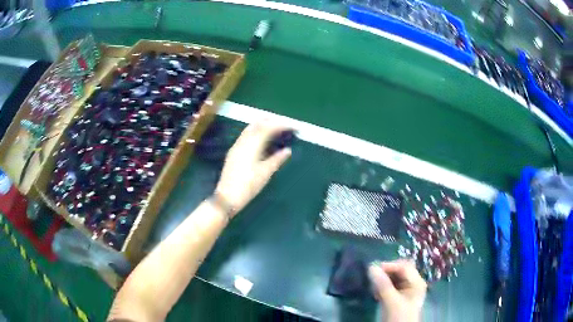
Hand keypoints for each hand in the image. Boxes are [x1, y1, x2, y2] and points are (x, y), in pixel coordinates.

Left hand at [215, 122, 291, 216]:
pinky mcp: (233, 152)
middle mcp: (243, 141)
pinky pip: (246, 135)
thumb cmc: (248, 185)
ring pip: (250, 128)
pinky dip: (256, 132)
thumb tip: (288, 150)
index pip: (269, 128)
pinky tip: (261, 139)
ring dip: (263, 125)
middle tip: (285, 124)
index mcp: (252, 145)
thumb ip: (277, 159)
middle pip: (258, 123)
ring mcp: (236, 145)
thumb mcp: (265, 173)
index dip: (282, 125)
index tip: (294, 127)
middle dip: (272, 121)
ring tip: (275, 128)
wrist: (227, 196)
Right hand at [368, 260, 426, 321]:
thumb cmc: (399, 317)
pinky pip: (391, 286)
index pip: (404, 267)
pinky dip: (382, 287)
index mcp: (417, 282)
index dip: (389, 266)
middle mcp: (413, 283)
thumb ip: (382, 285)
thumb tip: (370, 267)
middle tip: (372, 277)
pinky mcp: (399, 297)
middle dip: (386, 272)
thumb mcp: (391, 302)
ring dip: (383, 280)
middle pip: (400, 271)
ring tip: (372, 286)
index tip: (373, 269)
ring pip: (394, 278)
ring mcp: (406, 290)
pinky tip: (375, 292)